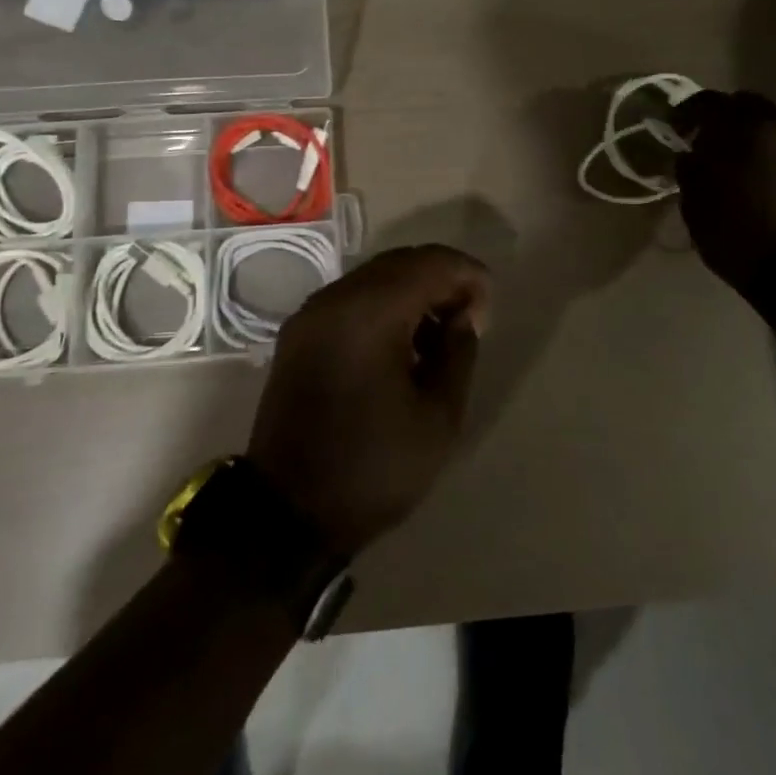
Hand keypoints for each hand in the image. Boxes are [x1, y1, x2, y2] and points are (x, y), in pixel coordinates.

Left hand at [248, 245, 490, 555]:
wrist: (288, 511)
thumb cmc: (373, 467)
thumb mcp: (438, 416)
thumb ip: (458, 351)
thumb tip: (463, 314)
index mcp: (369, 312)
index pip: (430, 263)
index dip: (468, 275)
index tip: (487, 310)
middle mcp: (334, 298)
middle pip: (400, 262)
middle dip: (441, 279)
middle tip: (469, 319)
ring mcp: (310, 314)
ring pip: (373, 277)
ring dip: (411, 291)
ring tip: (438, 334)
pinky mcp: (298, 333)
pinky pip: (350, 298)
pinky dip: (382, 305)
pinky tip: (400, 344)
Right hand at [671, 91, 775, 294]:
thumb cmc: (741, 242)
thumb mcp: (698, 209)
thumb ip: (691, 171)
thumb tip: (690, 153)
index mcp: (742, 131)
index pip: (707, 103)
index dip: (688, 113)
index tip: (678, 128)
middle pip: (750, 102)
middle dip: (729, 116)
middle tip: (716, 140)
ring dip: (768, 126)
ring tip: (758, 150)